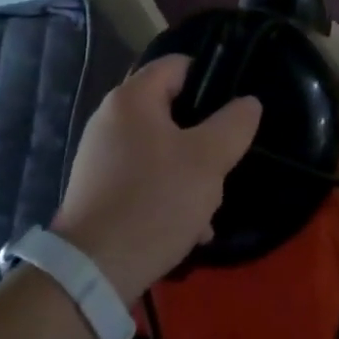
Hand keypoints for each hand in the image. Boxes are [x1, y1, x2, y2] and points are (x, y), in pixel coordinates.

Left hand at [51, 56, 260, 304]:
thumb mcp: (208, 160)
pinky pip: (144, 178)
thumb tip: (248, 103)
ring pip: (162, 149)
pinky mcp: (98, 190)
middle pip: (173, 110)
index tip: (235, 108)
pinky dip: (168, 193)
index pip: (178, 64)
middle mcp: (110, 118)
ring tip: (209, 208)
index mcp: (132, 98)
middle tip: (224, 164)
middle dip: (204, 138)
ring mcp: (101, 156)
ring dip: (191, 173)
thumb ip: (234, 124)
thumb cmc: (154, 202)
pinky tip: (189, 228)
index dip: (212, 78)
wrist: (91, 274)